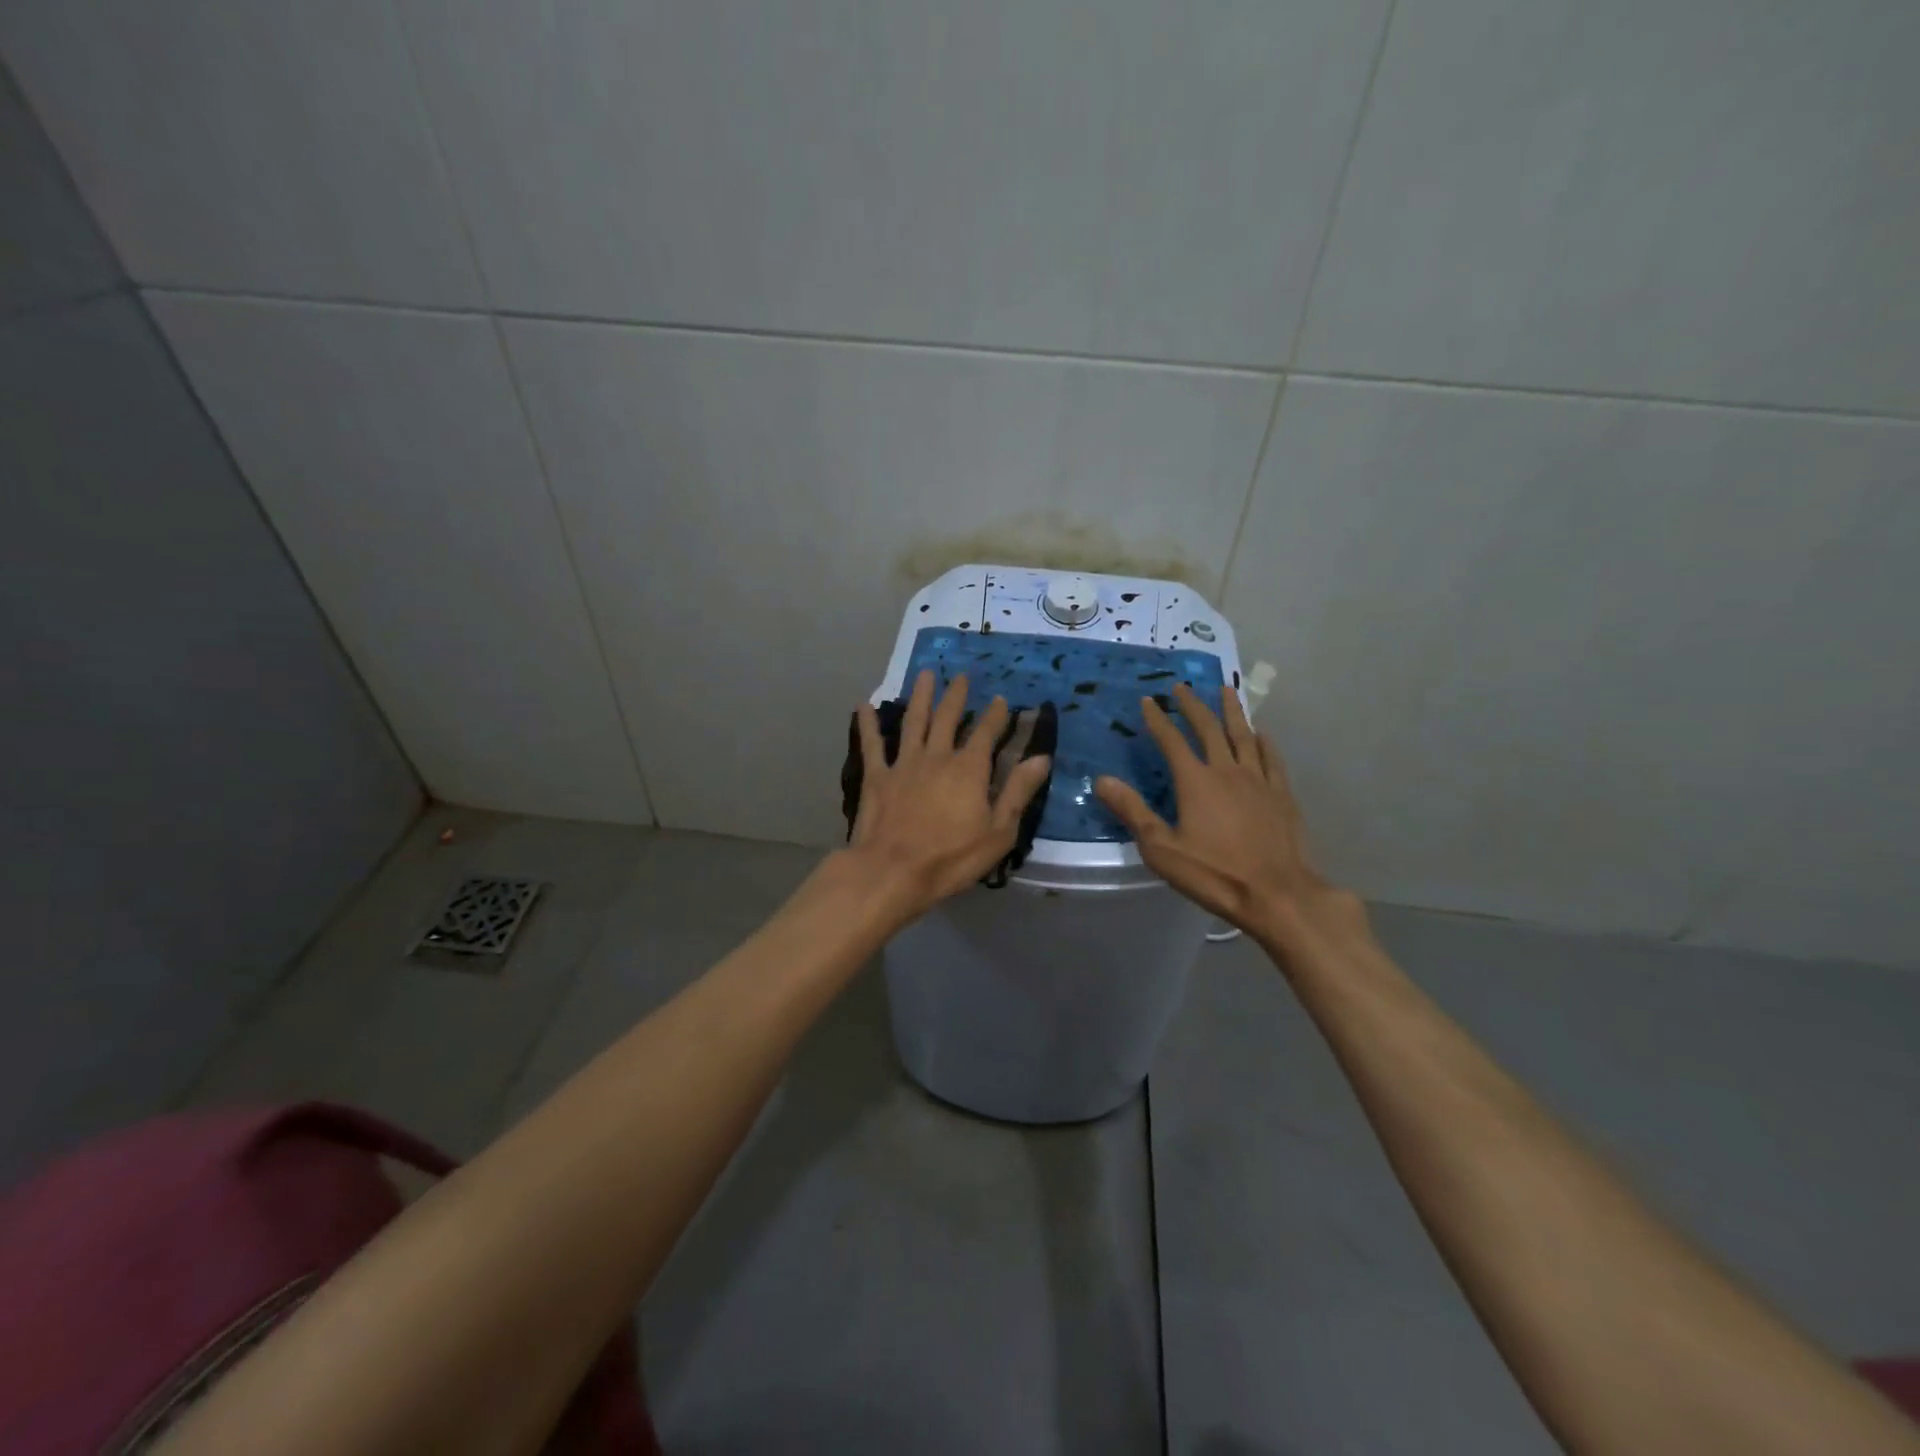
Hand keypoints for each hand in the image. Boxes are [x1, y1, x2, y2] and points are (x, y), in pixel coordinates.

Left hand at [845, 669, 1051, 918]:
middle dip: (957, 696)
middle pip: (947, 718)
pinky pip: (872, 745)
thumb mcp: (998, 831)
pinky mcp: (876, 777)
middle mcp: (936, 757)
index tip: (1000, 699)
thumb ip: (1018, 791)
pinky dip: (868, 724)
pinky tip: (863, 706)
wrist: (892, 871)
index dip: (995, 715)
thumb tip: (1041, 757)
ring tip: (925, 674)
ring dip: (920, 696)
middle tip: (961, 676)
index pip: (985, 733)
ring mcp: (903, 764)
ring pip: (913, 722)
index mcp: (968, 769)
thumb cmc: (951, 858)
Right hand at [1094, 683, 1358, 944]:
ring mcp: (1259, 781)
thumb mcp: (1161, 849)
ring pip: (1243, 735)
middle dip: (1193, 706)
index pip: (1172, 741)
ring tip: (1226, 690)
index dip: (1158, 719)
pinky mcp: (1282, 795)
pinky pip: (1271, 758)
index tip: (1148, 700)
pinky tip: (1262, 733)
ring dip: (1232, 711)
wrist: (1277, 894)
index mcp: (1196, 782)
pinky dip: (1264, 741)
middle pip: (1209, 729)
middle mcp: (1227, 771)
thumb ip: (1133, 811)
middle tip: (1182, 687)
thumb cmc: (1214, 874)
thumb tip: (1102, 780)